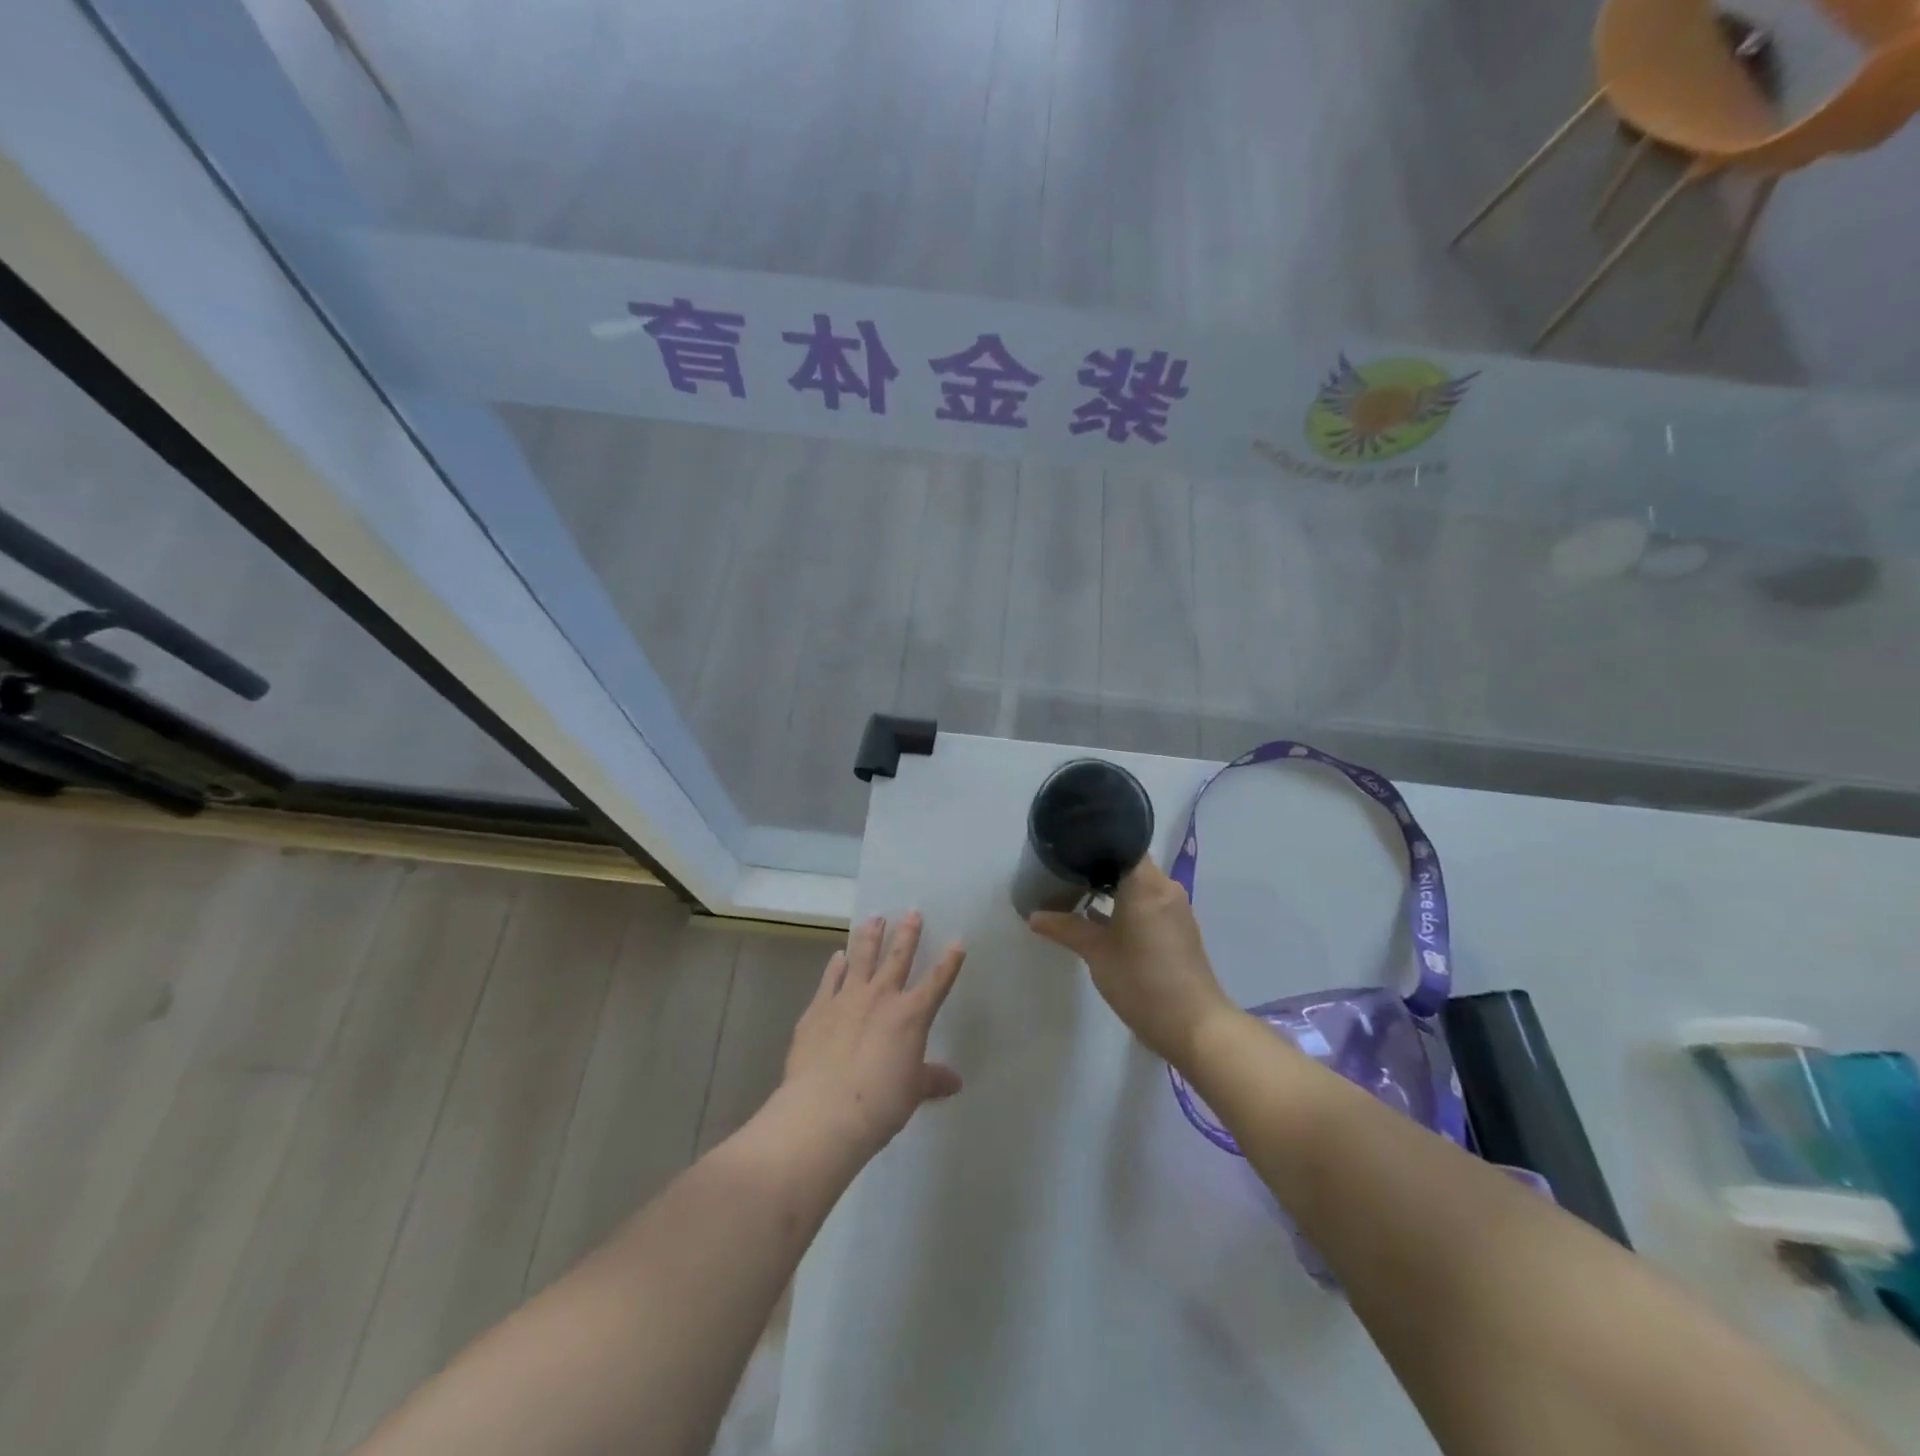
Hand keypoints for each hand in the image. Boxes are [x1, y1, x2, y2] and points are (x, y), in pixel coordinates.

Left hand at [780, 913, 965, 1159]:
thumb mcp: (913, 1092)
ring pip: (862, 958)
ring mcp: (847, 998)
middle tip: (912, 912)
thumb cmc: (879, 1103)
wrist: (824, 1111)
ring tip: (874, 918)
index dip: (949, 962)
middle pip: (898, 958)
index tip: (958, 942)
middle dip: (907, 934)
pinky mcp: (818, 1008)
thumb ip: (932, 1079)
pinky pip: (830, 979)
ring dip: (870, 936)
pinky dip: (835, 966)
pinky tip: (838, 956)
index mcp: (911, 1016)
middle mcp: (881, 997)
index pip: (937, 982)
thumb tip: (954, 1081)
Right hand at [1028, 860, 1234, 1067]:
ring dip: (1112, 888)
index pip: (1123, 844)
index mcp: (1147, 883)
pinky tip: (1101, 918)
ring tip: (1077, 892)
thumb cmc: (1142, 981)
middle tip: (1063, 870)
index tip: (1068, 847)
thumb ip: (1065, 928)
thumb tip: (1034, 916)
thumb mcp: (1096, 953)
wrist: (1193, 1026)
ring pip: (1139, 884)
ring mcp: (1175, 909)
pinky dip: (1127, 904)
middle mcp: (1165, 888)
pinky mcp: (1178, 929)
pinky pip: (1149, 902)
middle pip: (1129, 863)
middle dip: (1098, 866)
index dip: (1095, 843)